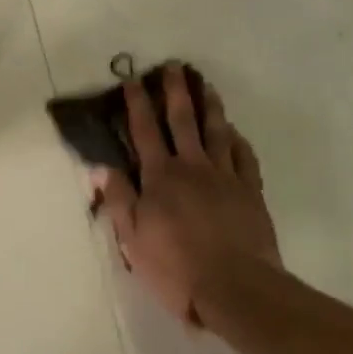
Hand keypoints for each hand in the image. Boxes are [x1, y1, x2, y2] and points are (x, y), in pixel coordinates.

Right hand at [92, 65, 280, 326]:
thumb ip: (120, 199)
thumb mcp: (134, 239)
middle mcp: (193, 167)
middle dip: (176, 91)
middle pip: (183, 120)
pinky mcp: (250, 192)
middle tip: (174, 66)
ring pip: (217, 131)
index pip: (145, 131)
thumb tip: (103, 167)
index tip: (133, 79)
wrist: (236, 287)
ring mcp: (225, 177)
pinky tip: (236, 133)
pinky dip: (239, 141)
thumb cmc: (176, 267)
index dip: (137, 104)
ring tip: (207, 86)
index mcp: (160, 177)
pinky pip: (244, 157)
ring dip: (210, 106)